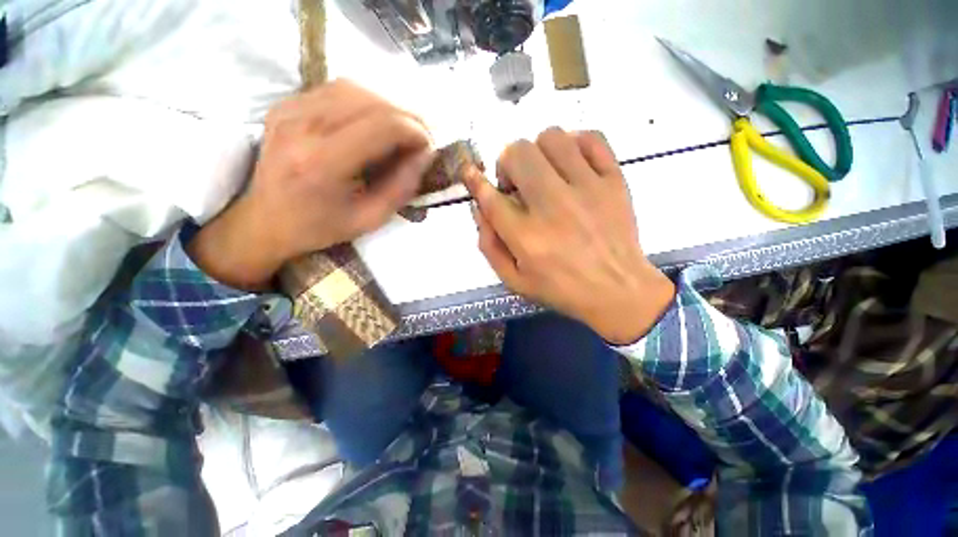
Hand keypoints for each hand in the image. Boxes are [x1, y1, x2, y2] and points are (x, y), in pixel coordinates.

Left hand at [189, 80, 433, 288]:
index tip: (428, 147)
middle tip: (421, 139)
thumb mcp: (370, 219)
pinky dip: (365, 102)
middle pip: (370, 101)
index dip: (414, 130)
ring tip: (400, 131)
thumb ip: (402, 187)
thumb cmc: (320, 227)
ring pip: (354, 88)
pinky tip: (373, 123)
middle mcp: (302, 126)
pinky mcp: (285, 105)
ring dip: (387, 107)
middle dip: (406, 117)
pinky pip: (335, 90)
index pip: (381, 125)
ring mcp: (289, 110)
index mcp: (322, 163)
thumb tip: (426, 155)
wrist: (264, 220)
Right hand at [464, 127, 674, 343]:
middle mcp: (553, 206)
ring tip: (544, 173)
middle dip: (507, 163)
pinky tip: (571, 164)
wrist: (618, 291)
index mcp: (526, 237)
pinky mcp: (614, 181)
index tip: (470, 172)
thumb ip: (489, 245)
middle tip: (516, 183)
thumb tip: (479, 207)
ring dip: (538, 152)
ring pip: (551, 137)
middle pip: (518, 153)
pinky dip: (575, 143)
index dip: (475, 181)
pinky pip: (592, 138)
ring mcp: (587, 189)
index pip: (491, 196)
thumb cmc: (561, 289)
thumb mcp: (514, 280)